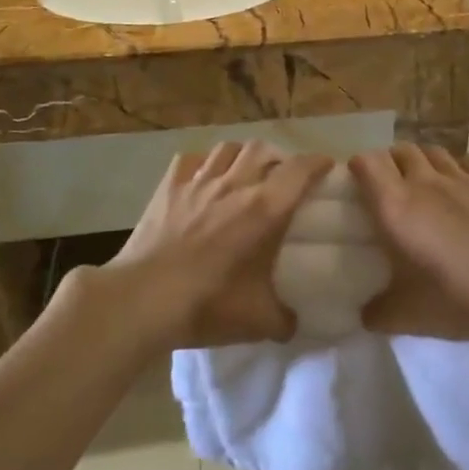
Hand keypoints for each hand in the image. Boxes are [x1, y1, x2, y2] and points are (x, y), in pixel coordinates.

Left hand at [75, 142, 328, 350]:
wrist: (143, 298)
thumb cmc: (207, 304)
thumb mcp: (258, 321)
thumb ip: (285, 319)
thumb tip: (293, 322)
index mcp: (265, 209)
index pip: (300, 170)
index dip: (317, 163)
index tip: (326, 167)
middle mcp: (235, 184)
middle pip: (263, 148)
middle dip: (279, 157)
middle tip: (283, 176)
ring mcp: (198, 181)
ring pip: (228, 148)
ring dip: (243, 155)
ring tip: (245, 172)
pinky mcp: (168, 187)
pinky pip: (191, 160)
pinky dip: (204, 163)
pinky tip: (204, 177)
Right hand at [348, 145, 468, 343]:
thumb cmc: (460, 298)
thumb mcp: (409, 317)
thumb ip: (378, 312)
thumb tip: (365, 313)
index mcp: (395, 206)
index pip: (366, 162)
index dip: (357, 168)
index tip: (356, 186)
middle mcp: (424, 182)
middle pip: (398, 150)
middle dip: (388, 163)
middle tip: (388, 190)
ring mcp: (461, 178)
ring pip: (431, 150)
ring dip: (420, 161)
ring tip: (421, 185)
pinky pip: (464, 161)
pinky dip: (454, 168)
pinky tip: (459, 188)